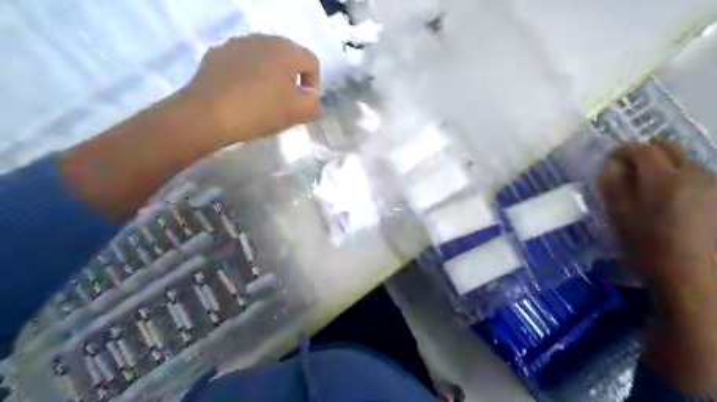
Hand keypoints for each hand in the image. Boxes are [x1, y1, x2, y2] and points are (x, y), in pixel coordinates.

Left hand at [180, 33, 320, 144]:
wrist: (207, 114)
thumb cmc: (259, 111)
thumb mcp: (299, 112)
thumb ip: (314, 103)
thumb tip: (309, 96)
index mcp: (285, 50)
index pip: (312, 62)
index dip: (313, 85)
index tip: (303, 105)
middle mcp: (262, 39)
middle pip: (288, 59)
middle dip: (291, 81)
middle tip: (285, 105)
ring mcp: (236, 44)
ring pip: (264, 60)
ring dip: (269, 78)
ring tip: (262, 101)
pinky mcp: (216, 55)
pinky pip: (242, 65)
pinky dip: (248, 78)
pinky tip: (241, 96)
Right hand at [597, 138, 716, 298]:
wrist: (696, 280)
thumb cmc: (649, 249)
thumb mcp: (620, 217)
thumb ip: (613, 185)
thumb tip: (611, 165)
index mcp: (664, 179)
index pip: (642, 149)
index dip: (622, 150)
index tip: (609, 160)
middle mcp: (695, 175)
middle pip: (669, 148)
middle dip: (646, 153)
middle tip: (627, 170)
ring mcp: (713, 187)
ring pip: (684, 162)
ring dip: (663, 167)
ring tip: (647, 190)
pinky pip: (696, 178)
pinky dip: (678, 180)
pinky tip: (669, 202)